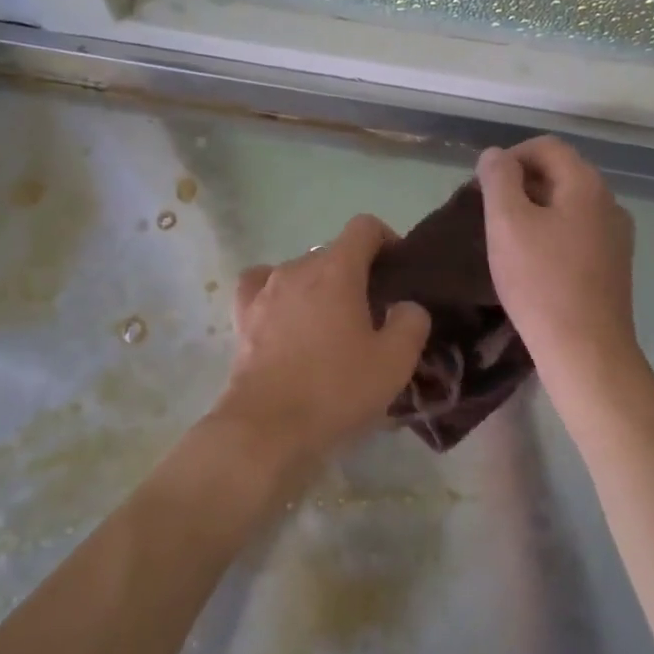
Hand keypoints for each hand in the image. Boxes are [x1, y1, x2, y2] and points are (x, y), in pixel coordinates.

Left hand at [213, 215, 431, 479]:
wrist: (267, 427)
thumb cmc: (335, 389)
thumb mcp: (395, 361)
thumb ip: (411, 322)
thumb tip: (406, 307)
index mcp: (337, 270)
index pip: (364, 227)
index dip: (386, 240)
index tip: (397, 271)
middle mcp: (298, 268)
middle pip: (333, 252)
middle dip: (356, 272)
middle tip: (371, 312)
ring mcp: (265, 290)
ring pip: (300, 271)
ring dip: (320, 287)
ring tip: (330, 323)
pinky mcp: (242, 316)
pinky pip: (262, 287)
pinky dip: (278, 294)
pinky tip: (285, 315)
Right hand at [477, 137, 638, 374]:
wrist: (586, 350)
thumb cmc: (540, 282)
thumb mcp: (507, 223)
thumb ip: (499, 180)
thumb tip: (496, 155)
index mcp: (587, 184)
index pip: (547, 146)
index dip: (511, 156)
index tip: (483, 185)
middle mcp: (609, 202)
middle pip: (561, 173)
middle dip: (521, 183)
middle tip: (489, 212)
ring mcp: (617, 236)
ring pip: (569, 205)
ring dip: (535, 209)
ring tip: (506, 238)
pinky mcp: (614, 265)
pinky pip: (578, 232)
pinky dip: (552, 233)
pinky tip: (533, 261)